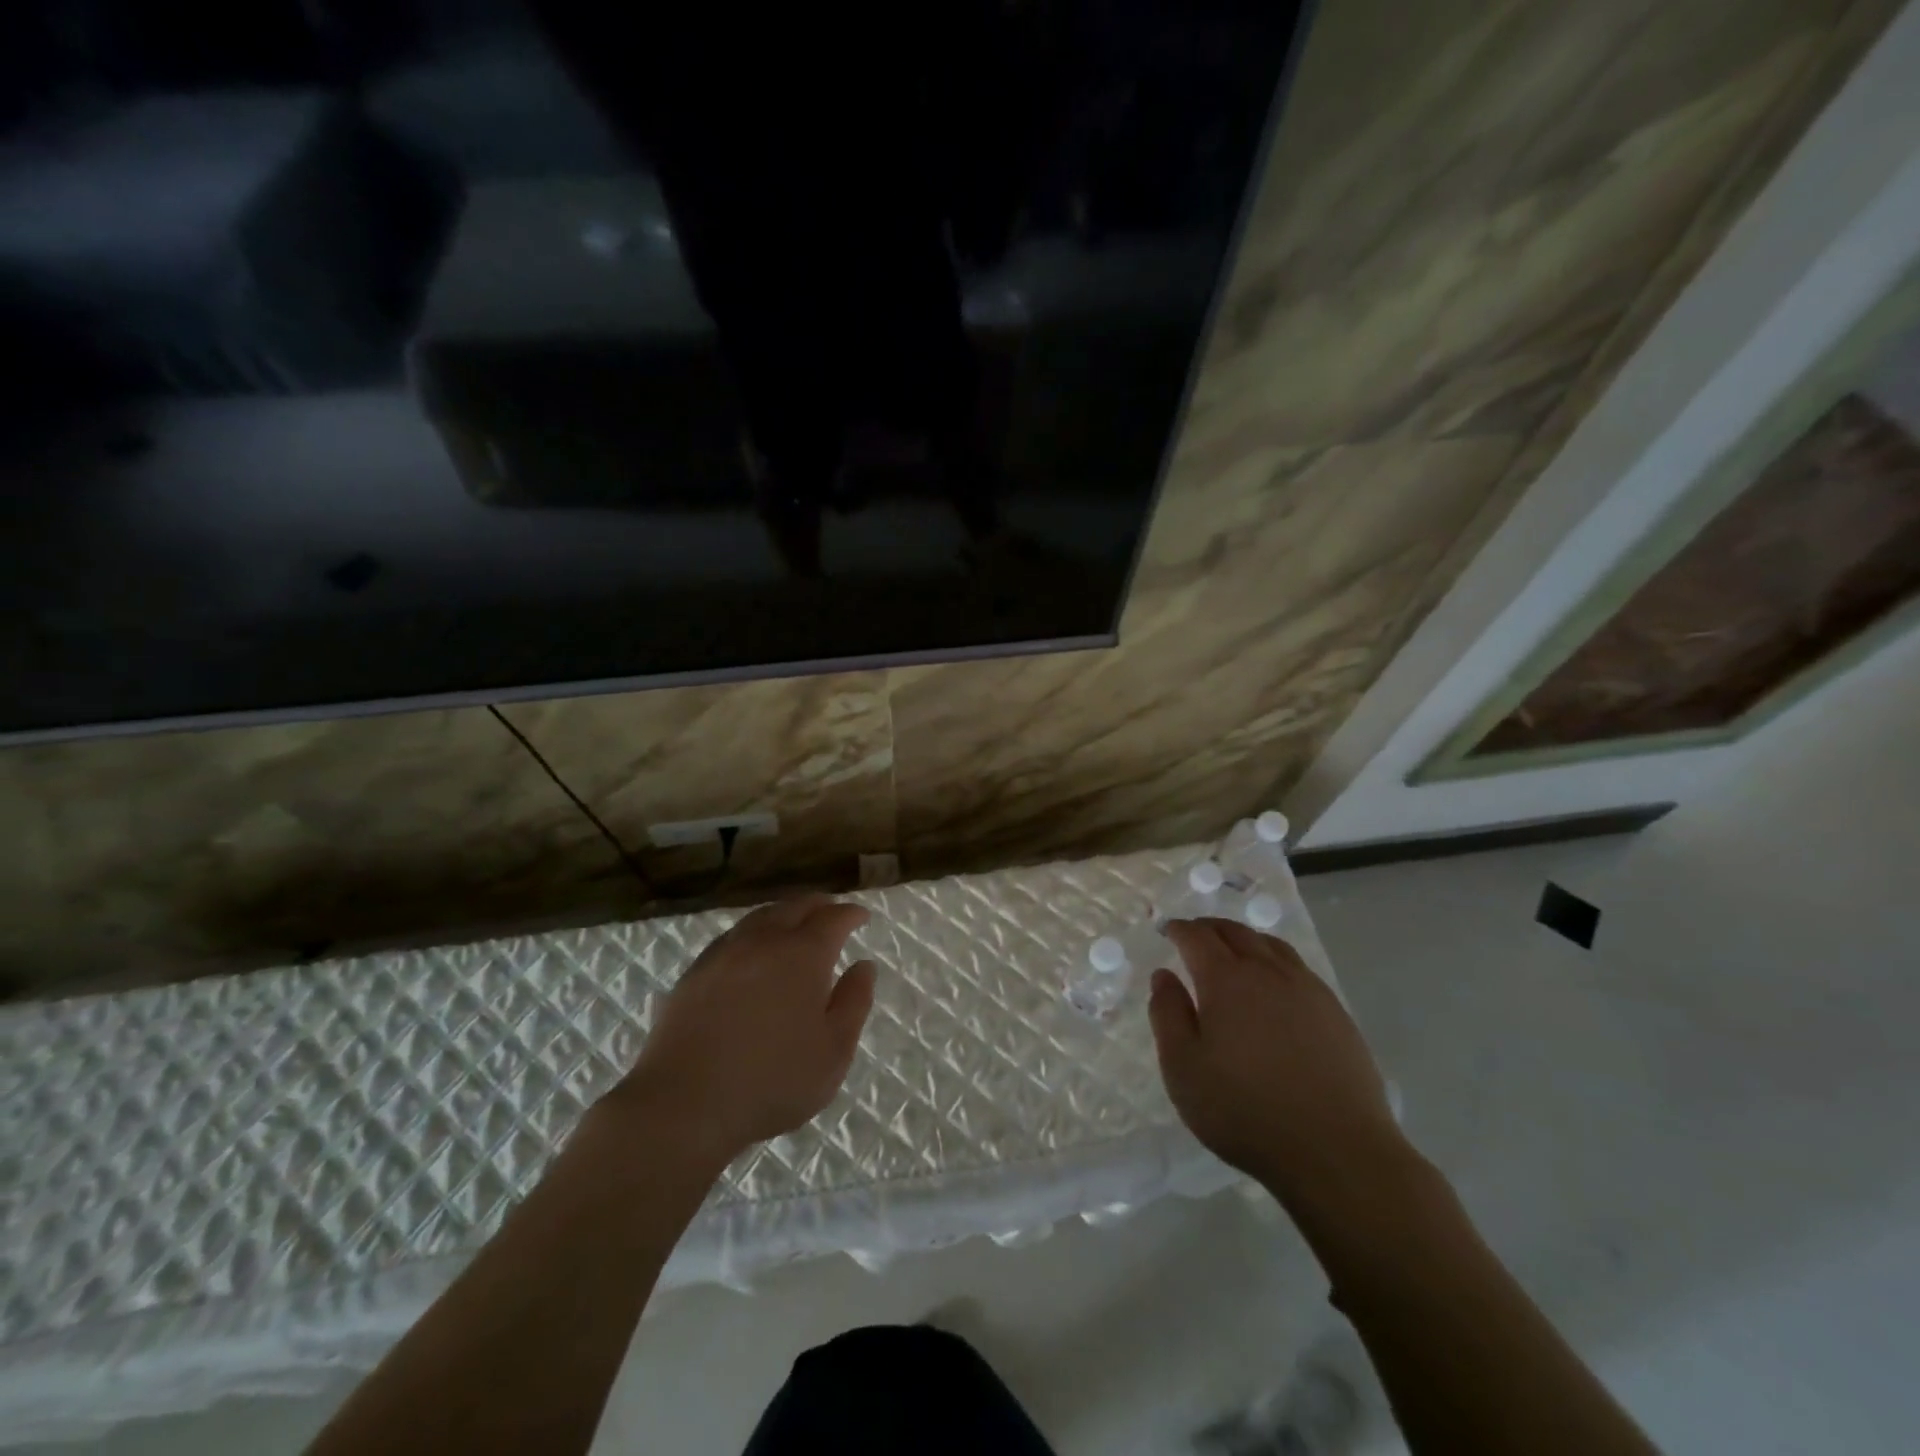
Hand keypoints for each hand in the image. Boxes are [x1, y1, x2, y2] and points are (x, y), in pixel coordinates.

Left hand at [607, 895, 876, 1167]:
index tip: (862, 916)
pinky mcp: (695, 972)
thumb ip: (854, 1002)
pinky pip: (733, 937)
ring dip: (784, 914)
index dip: (850, 914)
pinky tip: (752, 951)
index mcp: (803, 954)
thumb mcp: (833, 1051)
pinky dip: (753, 933)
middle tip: (831, 911)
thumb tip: (864, 966)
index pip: (832, 918)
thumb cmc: (772, 1081)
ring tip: (794, 925)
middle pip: (795, 907)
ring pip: (760, 917)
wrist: (683, 1104)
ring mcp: (724, 953)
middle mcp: (764, 941)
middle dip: (818, 905)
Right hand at [1148, 918, 1406, 1207]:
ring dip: (1245, 939)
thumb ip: (1167, 1015)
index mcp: (1226, 980)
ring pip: (1271, 945)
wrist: (1337, 1151)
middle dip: (1210, 928)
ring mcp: (1307, 989)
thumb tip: (1163, 975)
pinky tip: (1275, 984)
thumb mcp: (1183, 1068)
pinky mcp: (1336, 1012)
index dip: (1179, 930)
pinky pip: (1298, 968)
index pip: (1198, 937)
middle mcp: (1267, 972)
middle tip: (1195, 935)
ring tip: (1233, 950)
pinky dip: (1275, 960)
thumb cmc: (1245, 1110)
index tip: (1167, 931)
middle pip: (1236, 932)